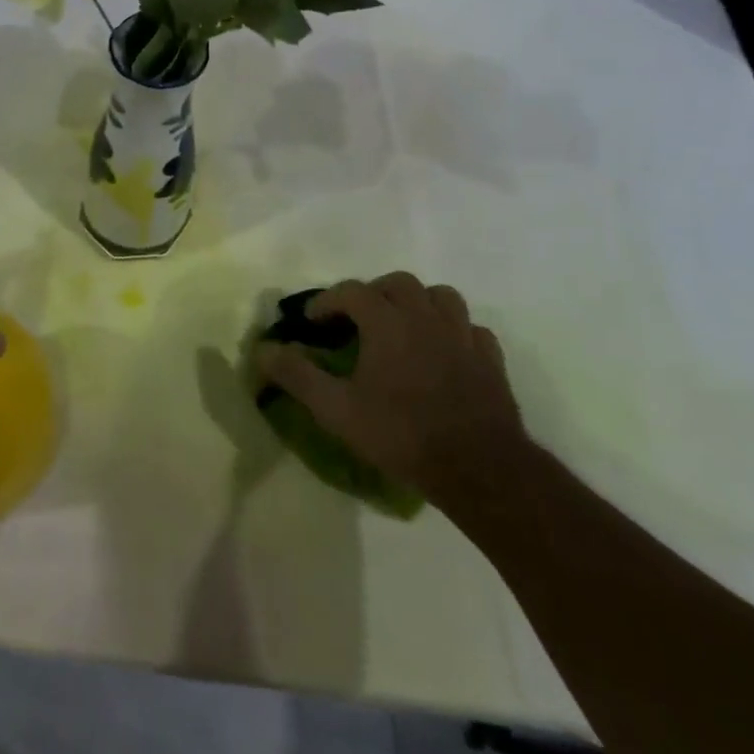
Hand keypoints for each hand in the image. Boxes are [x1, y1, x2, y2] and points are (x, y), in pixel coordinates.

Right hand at [256, 272, 527, 507]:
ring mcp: (463, 336)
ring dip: (417, 302)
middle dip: (372, 293)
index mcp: (387, 322)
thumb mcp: (336, 410)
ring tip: (403, 325)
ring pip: (440, 296)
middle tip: (357, 319)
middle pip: (397, 283)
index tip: (311, 321)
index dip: (327, 301)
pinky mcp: (491, 360)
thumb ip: (297, 375)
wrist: (480, 470)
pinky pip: (471, 329)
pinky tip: (444, 351)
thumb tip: (262, 349)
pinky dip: (453, 330)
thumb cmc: (402, 434)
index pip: (351, 291)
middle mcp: (425, 317)